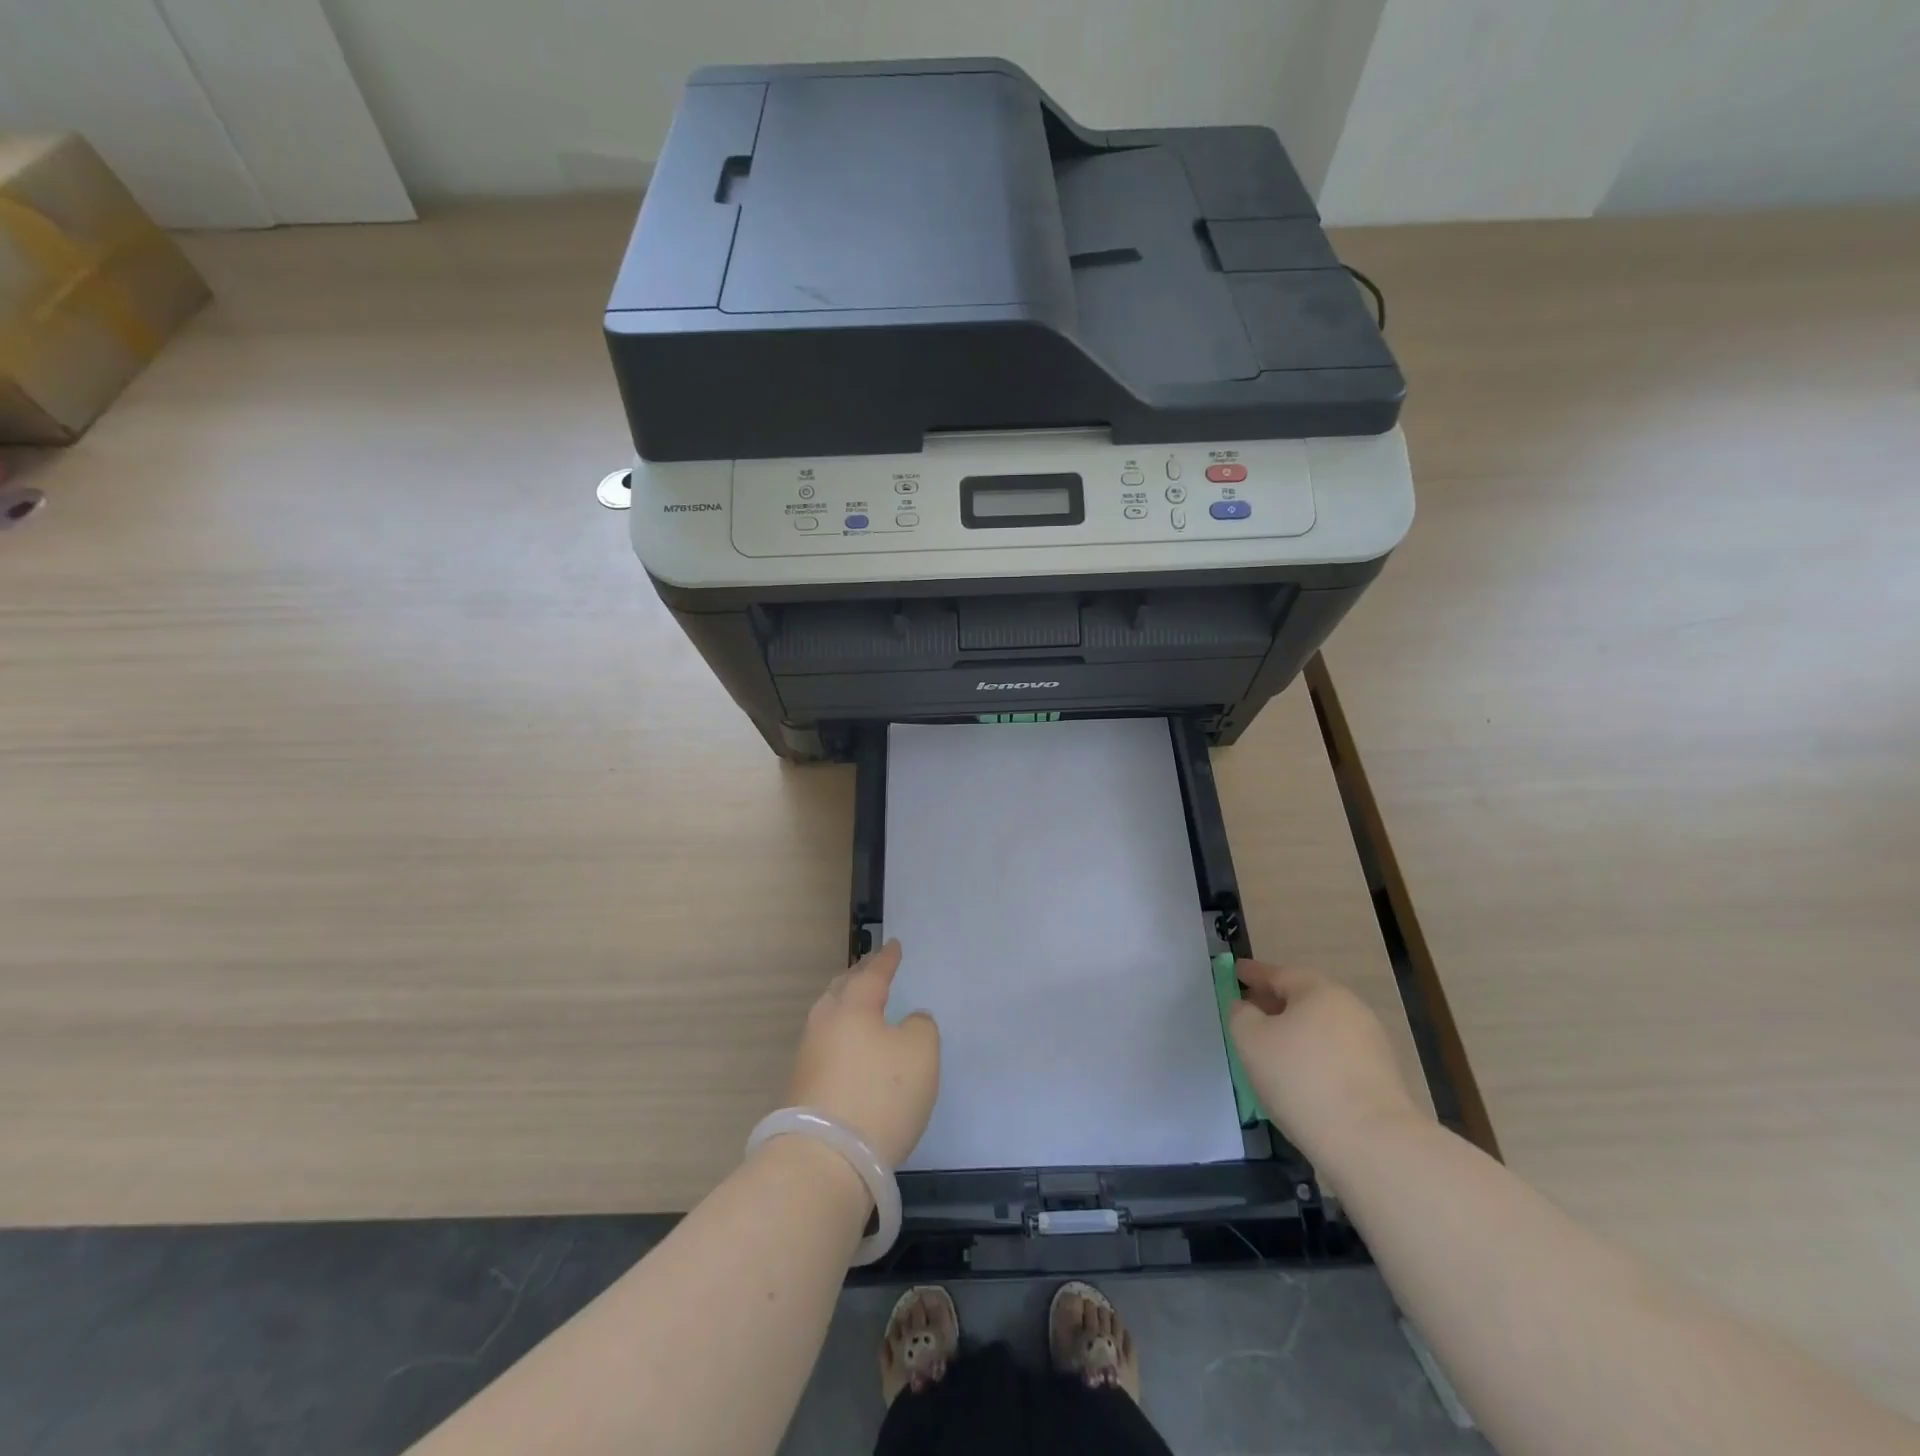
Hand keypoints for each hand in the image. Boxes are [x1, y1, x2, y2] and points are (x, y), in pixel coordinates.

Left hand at [788, 940, 939, 1167]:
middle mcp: (825, 1024)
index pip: (873, 973)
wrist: (825, 1160)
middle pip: (842, 991)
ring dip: (846, 1008)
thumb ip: (920, 1028)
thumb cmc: (879, 1095)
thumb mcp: (920, 1054)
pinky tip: (851, 1052)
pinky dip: (841, 1040)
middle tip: (871, 969)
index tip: (893, 945)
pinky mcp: (802, 1089)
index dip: (886, 960)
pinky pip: (826, 1048)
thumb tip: (908, 1021)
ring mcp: (808, 1057)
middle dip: (858, 978)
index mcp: (853, 1006)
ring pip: (829, 1019)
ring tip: (860, 1007)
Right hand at [1228, 961, 1421, 1163]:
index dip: (1252, 973)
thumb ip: (1241, 1015)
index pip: (1278, 973)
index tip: (1235, 971)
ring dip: (1295, 1032)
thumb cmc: (1301, 1078)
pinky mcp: (1381, 1078)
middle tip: (1249, 1010)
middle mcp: (1350, 1009)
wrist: (1372, 1142)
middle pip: (1304, 998)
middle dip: (1274, 1002)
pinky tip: (1299, 1077)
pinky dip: (1313, 1057)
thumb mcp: (1250, 1040)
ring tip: (1270, 1050)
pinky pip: (1335, 1055)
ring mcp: (1370, 1044)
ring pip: (1320, 1028)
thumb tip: (1247, 1007)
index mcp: (1319, 990)